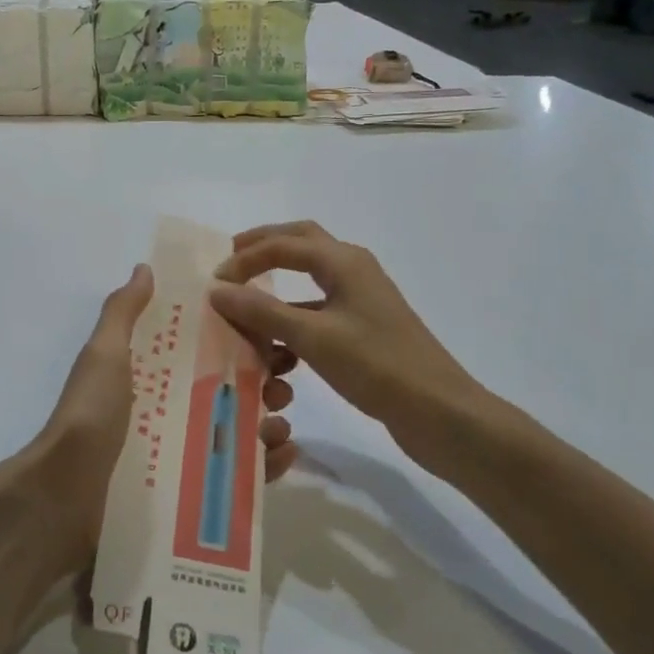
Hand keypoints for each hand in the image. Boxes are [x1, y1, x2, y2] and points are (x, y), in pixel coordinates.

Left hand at [17, 264, 297, 563]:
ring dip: (270, 419)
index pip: (205, 346)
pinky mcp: (193, 490)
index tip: (271, 332)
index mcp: (152, 372)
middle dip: (263, 379)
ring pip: (239, 428)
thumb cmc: (91, 414)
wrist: (67, 495)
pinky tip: (283, 453)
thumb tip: (145, 268)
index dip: (240, 337)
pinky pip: (239, 475)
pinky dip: (267, 464)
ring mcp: (182, 450)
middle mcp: (170, 406)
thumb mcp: (103, 354)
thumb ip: (123, 312)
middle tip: (283, 383)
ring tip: (281, 421)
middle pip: (229, 386)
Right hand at [209, 222, 491, 457]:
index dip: (244, 259)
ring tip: (245, 304)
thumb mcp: (312, 337)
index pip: (282, 243)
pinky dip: (292, 319)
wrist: (438, 411)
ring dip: (276, 286)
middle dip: (261, 249)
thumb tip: (217, 289)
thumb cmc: (376, 366)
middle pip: (299, 242)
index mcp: (343, 261)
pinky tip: (276, 347)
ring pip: (308, 277)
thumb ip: (262, 311)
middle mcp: (353, 270)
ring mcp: (360, 299)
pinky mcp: (363, 327)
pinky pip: (317, 310)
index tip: (214, 284)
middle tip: (229, 262)